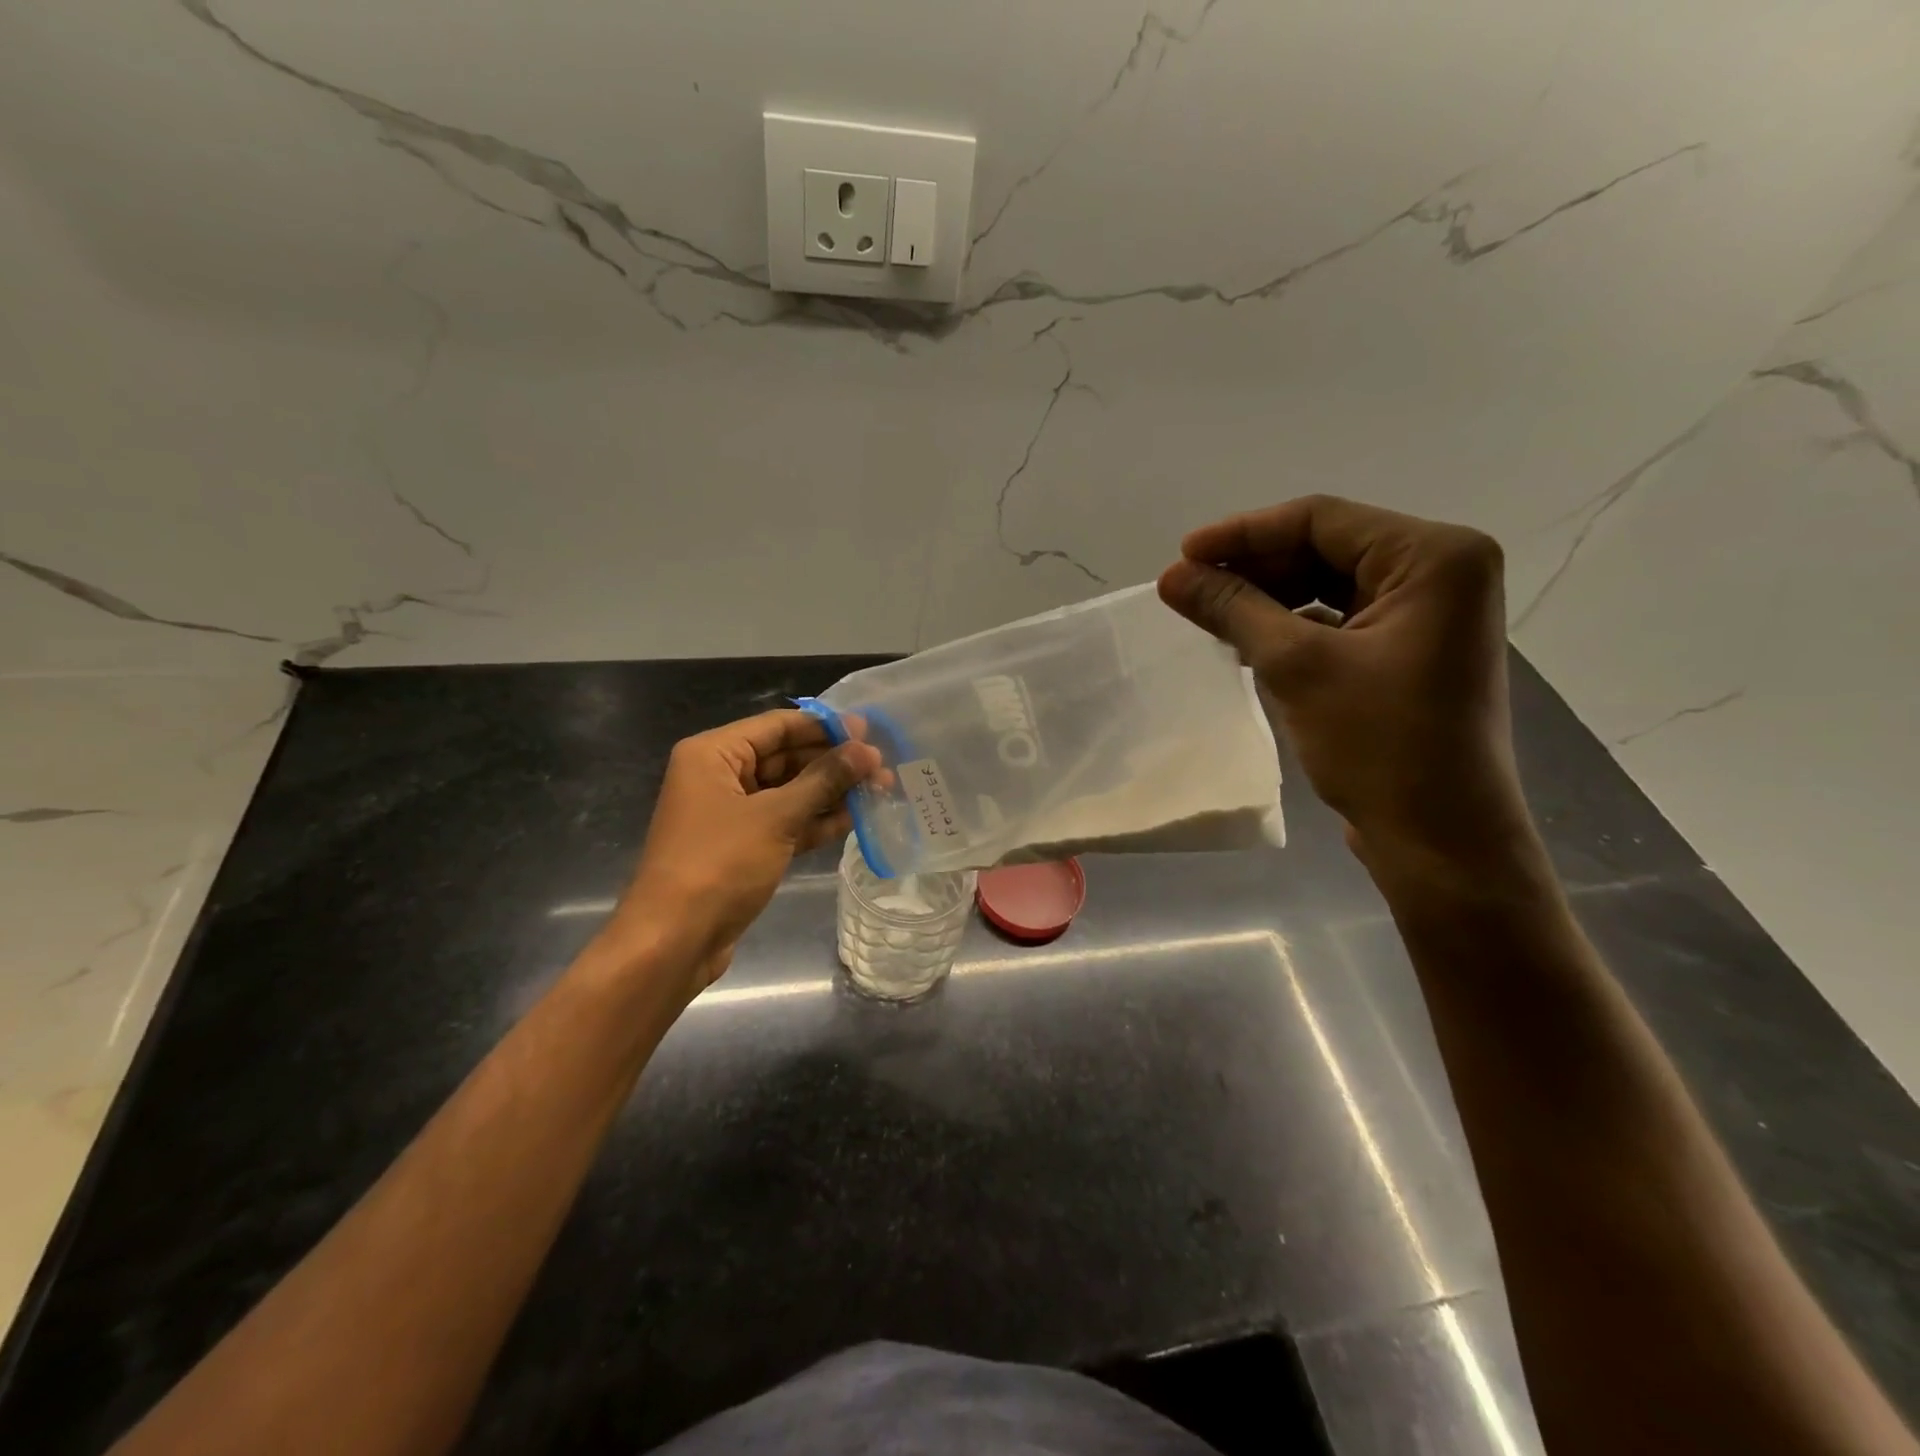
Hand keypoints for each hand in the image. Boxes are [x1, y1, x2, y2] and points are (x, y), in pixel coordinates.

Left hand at [595, 710, 880, 997]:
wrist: (674, 941)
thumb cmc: (719, 864)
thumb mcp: (776, 816)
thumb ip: (824, 780)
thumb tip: (867, 751)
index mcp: (714, 754)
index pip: (777, 726)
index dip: (825, 727)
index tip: (870, 731)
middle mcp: (720, 776)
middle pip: (785, 757)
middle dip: (833, 762)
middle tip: (882, 766)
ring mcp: (732, 814)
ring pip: (789, 792)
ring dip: (831, 792)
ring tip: (880, 790)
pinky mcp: (744, 847)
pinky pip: (785, 822)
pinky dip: (816, 821)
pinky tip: (855, 819)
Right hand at [1159, 495, 1537, 880]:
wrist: (1439, 839)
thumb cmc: (1380, 744)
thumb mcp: (1296, 666)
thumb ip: (1233, 609)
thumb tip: (1170, 576)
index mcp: (1434, 556)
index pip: (1321, 520)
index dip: (1244, 533)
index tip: (1182, 555)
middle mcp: (1440, 572)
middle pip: (1326, 548)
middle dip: (1253, 567)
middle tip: (1188, 589)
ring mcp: (1427, 614)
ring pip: (1328, 584)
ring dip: (1267, 598)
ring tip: (1208, 614)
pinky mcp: (1409, 651)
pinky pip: (1339, 619)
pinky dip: (1290, 626)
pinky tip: (1244, 642)